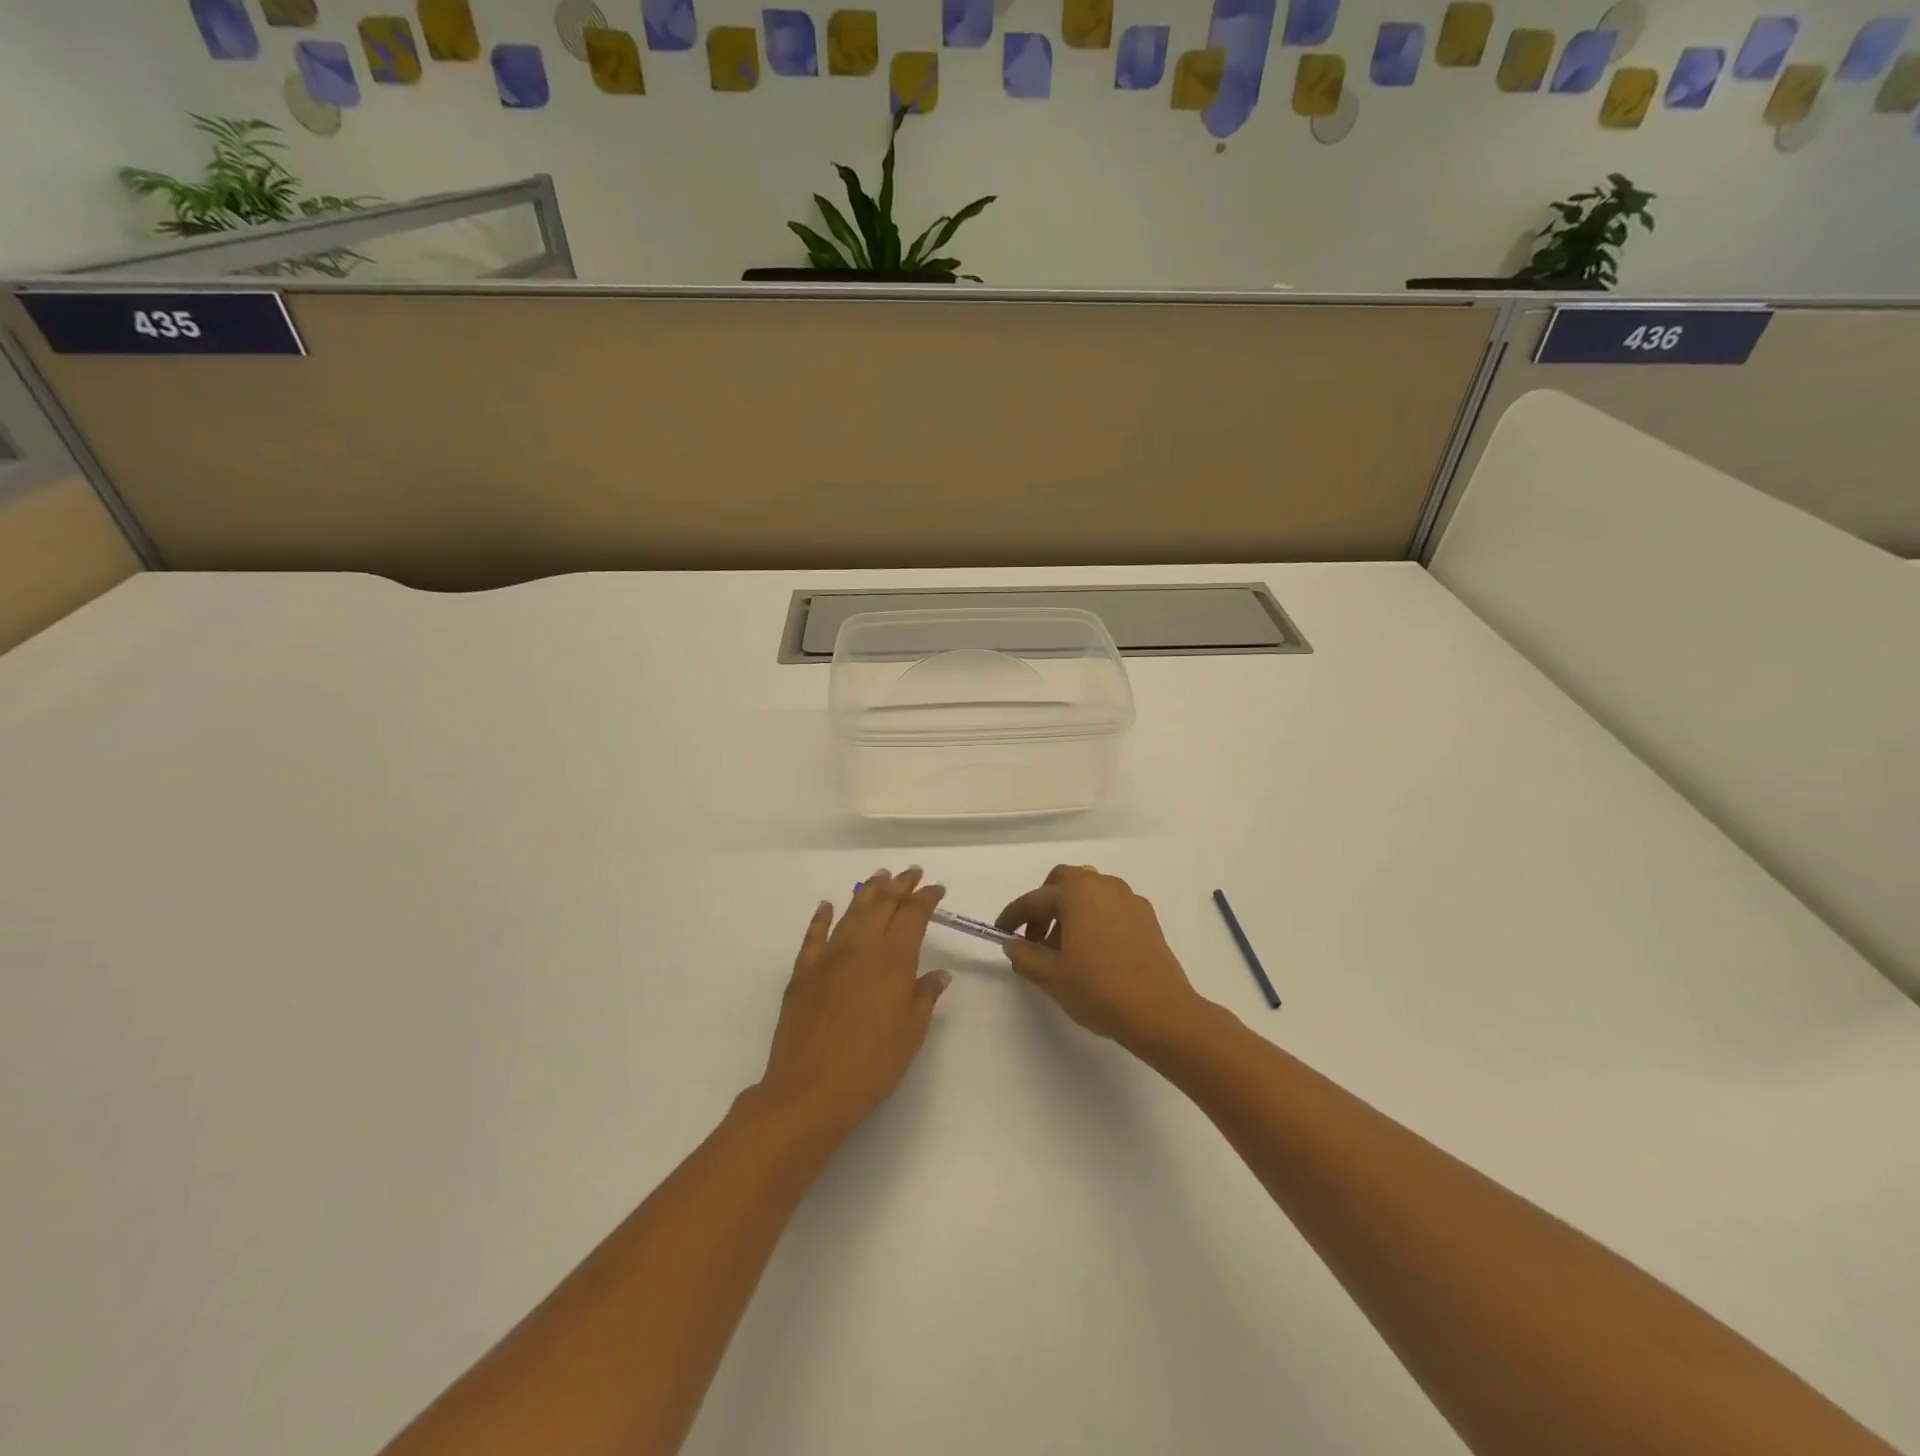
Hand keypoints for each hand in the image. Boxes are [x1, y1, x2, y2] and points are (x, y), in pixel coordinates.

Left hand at [758, 867, 952, 1140]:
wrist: (810, 1088)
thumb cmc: (872, 1064)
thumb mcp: (911, 1033)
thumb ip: (924, 996)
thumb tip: (939, 974)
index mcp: (893, 958)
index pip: (913, 915)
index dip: (926, 898)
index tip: (936, 888)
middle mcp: (861, 946)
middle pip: (882, 904)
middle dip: (900, 885)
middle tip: (911, 873)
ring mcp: (829, 956)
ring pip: (851, 912)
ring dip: (867, 891)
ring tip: (878, 877)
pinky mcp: (803, 972)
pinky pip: (814, 935)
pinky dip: (821, 918)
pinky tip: (826, 906)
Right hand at [996, 865, 1205, 1052]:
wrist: (1161, 1013)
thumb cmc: (1100, 989)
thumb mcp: (1052, 977)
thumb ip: (1025, 956)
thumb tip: (1012, 944)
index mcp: (1077, 893)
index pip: (1034, 900)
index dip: (1013, 917)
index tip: (1001, 933)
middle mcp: (1103, 885)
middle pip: (1063, 883)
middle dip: (1044, 905)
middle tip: (1034, 938)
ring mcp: (1129, 899)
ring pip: (1089, 893)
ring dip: (1069, 911)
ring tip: (1062, 950)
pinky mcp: (1146, 917)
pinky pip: (1110, 907)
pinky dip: (1093, 918)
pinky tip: (1092, 951)